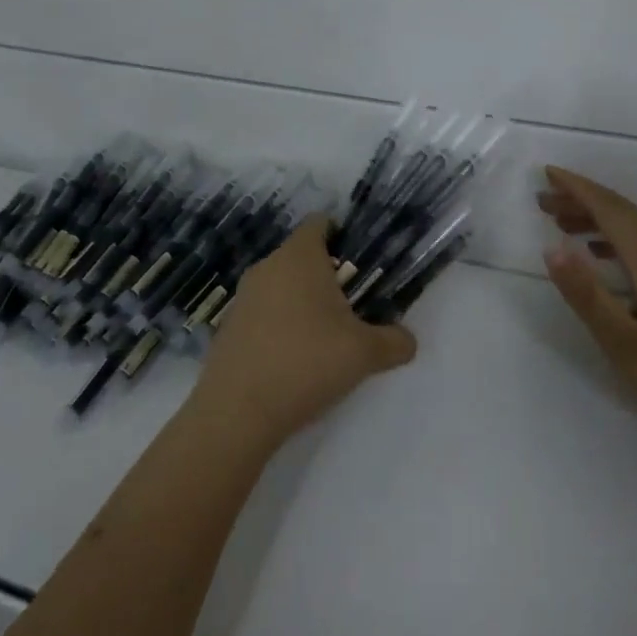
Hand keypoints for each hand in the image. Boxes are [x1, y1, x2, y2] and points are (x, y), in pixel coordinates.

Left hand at [190, 215, 417, 447]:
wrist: (237, 411)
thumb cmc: (307, 362)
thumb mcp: (365, 353)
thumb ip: (394, 341)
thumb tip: (407, 340)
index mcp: (299, 257)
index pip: (320, 223)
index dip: (342, 235)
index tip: (361, 262)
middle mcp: (268, 267)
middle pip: (302, 256)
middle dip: (328, 275)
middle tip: (353, 306)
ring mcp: (243, 296)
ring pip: (281, 286)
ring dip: (303, 302)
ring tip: (326, 336)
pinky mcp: (229, 326)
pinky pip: (263, 312)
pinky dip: (280, 325)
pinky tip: (295, 358)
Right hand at [539, 166, 636, 456]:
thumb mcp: (627, 346)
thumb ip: (587, 295)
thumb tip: (551, 247)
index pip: (611, 210)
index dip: (577, 189)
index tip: (546, 173)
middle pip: (625, 214)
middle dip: (583, 201)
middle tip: (544, 202)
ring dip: (601, 221)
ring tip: (566, 226)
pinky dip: (621, 241)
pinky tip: (609, 259)